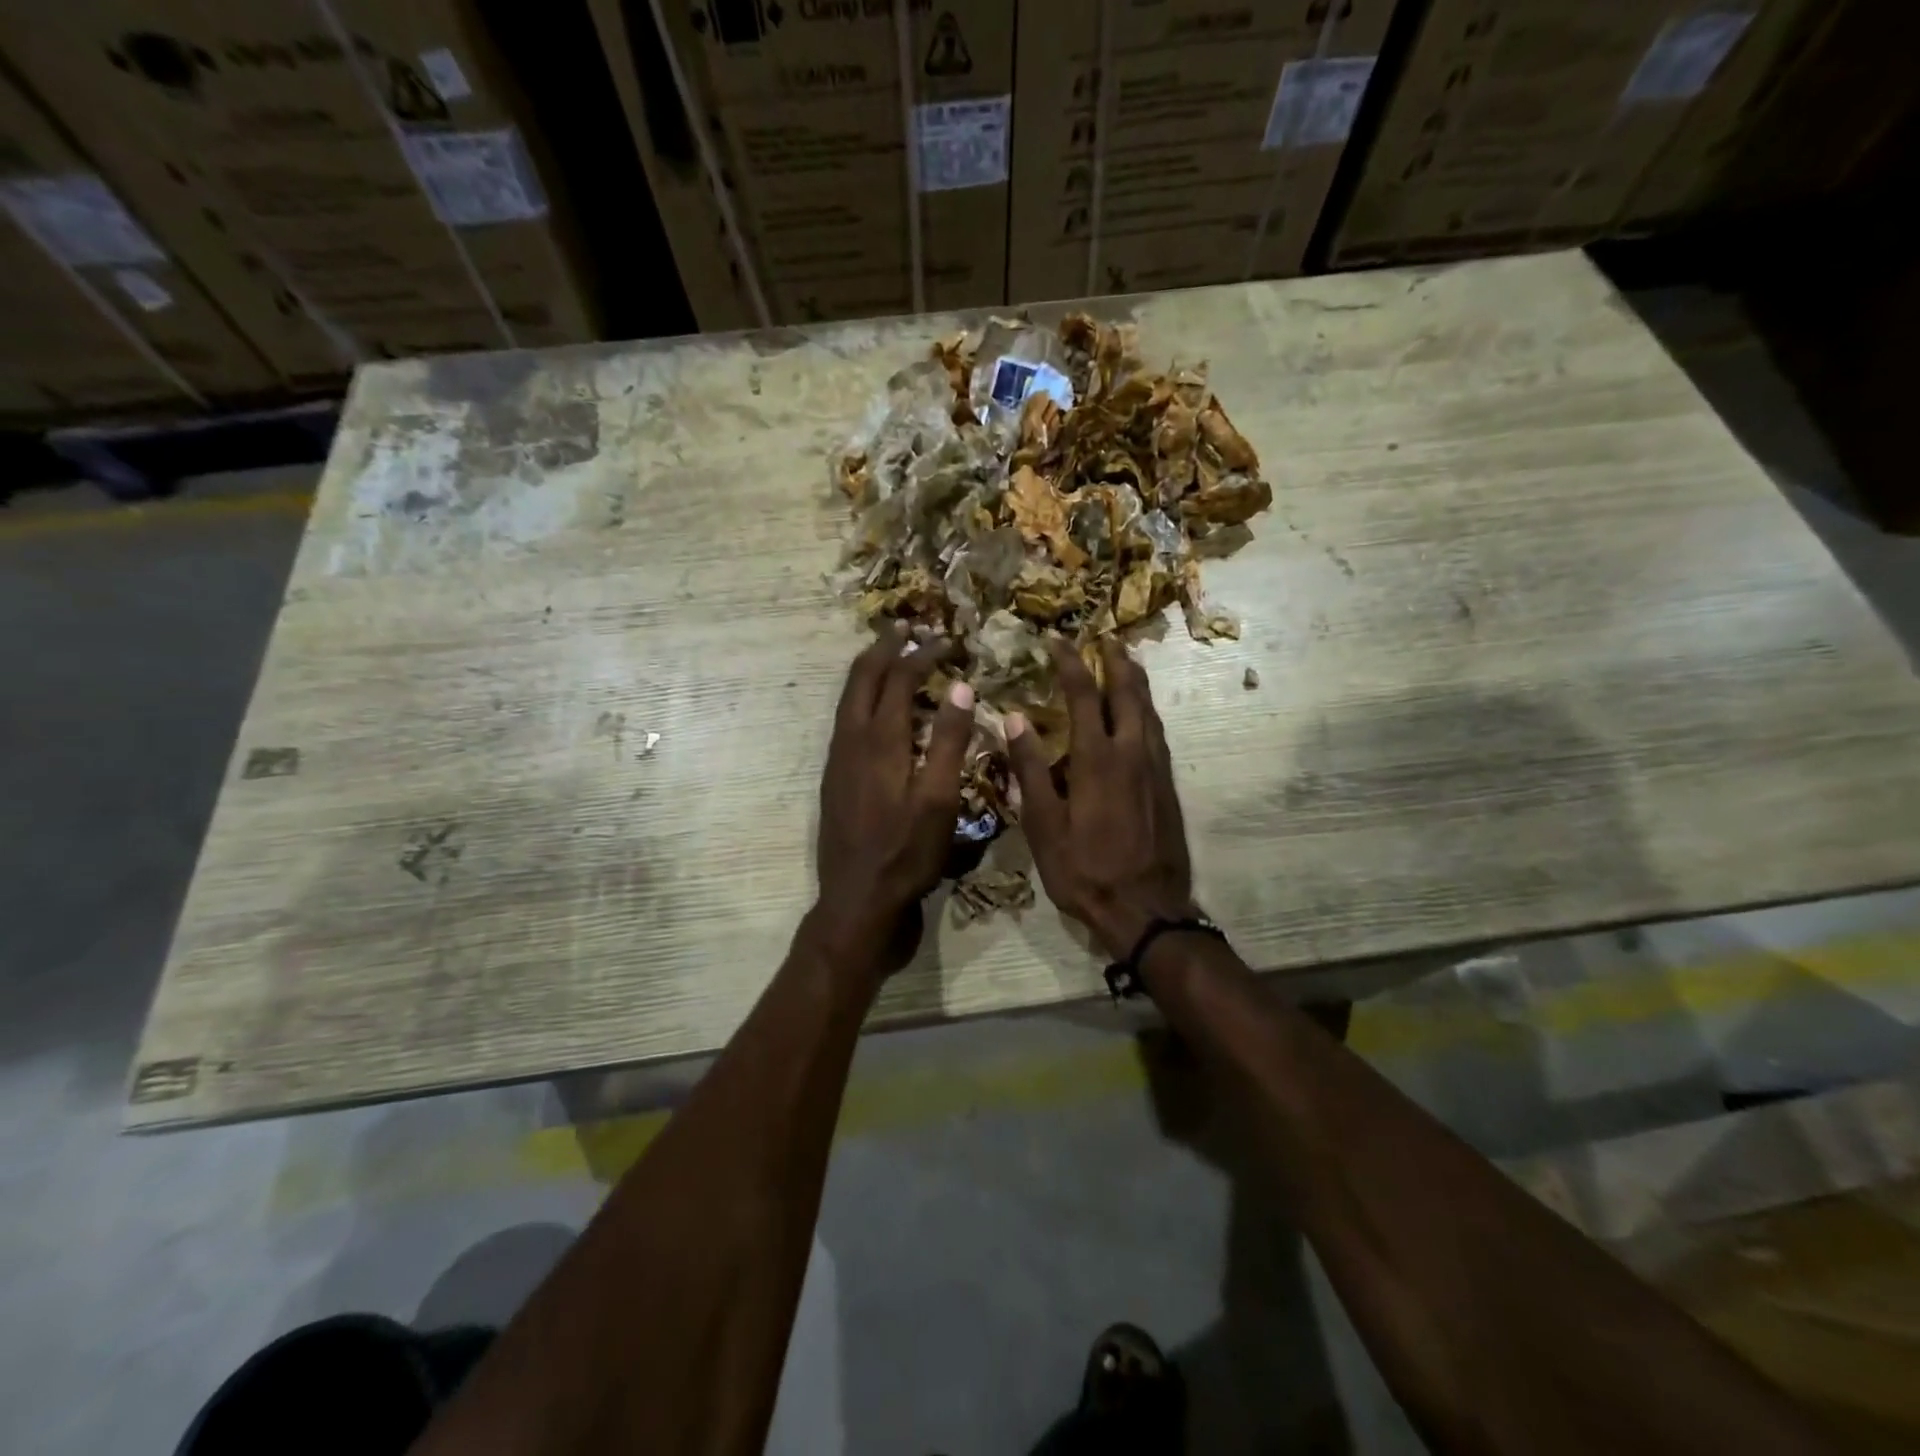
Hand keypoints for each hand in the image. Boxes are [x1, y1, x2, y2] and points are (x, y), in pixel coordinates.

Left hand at [808, 626, 973, 980]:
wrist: (857, 900)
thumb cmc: (906, 853)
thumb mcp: (939, 800)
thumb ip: (948, 742)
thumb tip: (960, 687)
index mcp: (878, 741)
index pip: (899, 678)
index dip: (924, 654)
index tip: (947, 640)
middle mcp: (850, 740)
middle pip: (862, 677)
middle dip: (884, 647)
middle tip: (906, 627)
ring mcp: (837, 759)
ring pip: (848, 698)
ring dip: (869, 669)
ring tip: (889, 654)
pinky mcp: (835, 777)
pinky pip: (846, 719)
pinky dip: (862, 697)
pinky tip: (876, 709)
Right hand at [1005, 640, 1195, 958]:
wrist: (1146, 910)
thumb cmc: (1085, 871)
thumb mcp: (1044, 826)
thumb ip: (1032, 769)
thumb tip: (1015, 719)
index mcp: (1098, 760)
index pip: (1083, 695)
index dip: (1070, 663)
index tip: (1056, 641)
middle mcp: (1132, 753)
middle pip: (1128, 693)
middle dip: (1115, 661)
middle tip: (1103, 638)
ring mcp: (1155, 769)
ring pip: (1149, 711)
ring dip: (1135, 682)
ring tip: (1124, 663)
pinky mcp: (1167, 786)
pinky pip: (1157, 733)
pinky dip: (1146, 710)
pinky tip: (1140, 714)